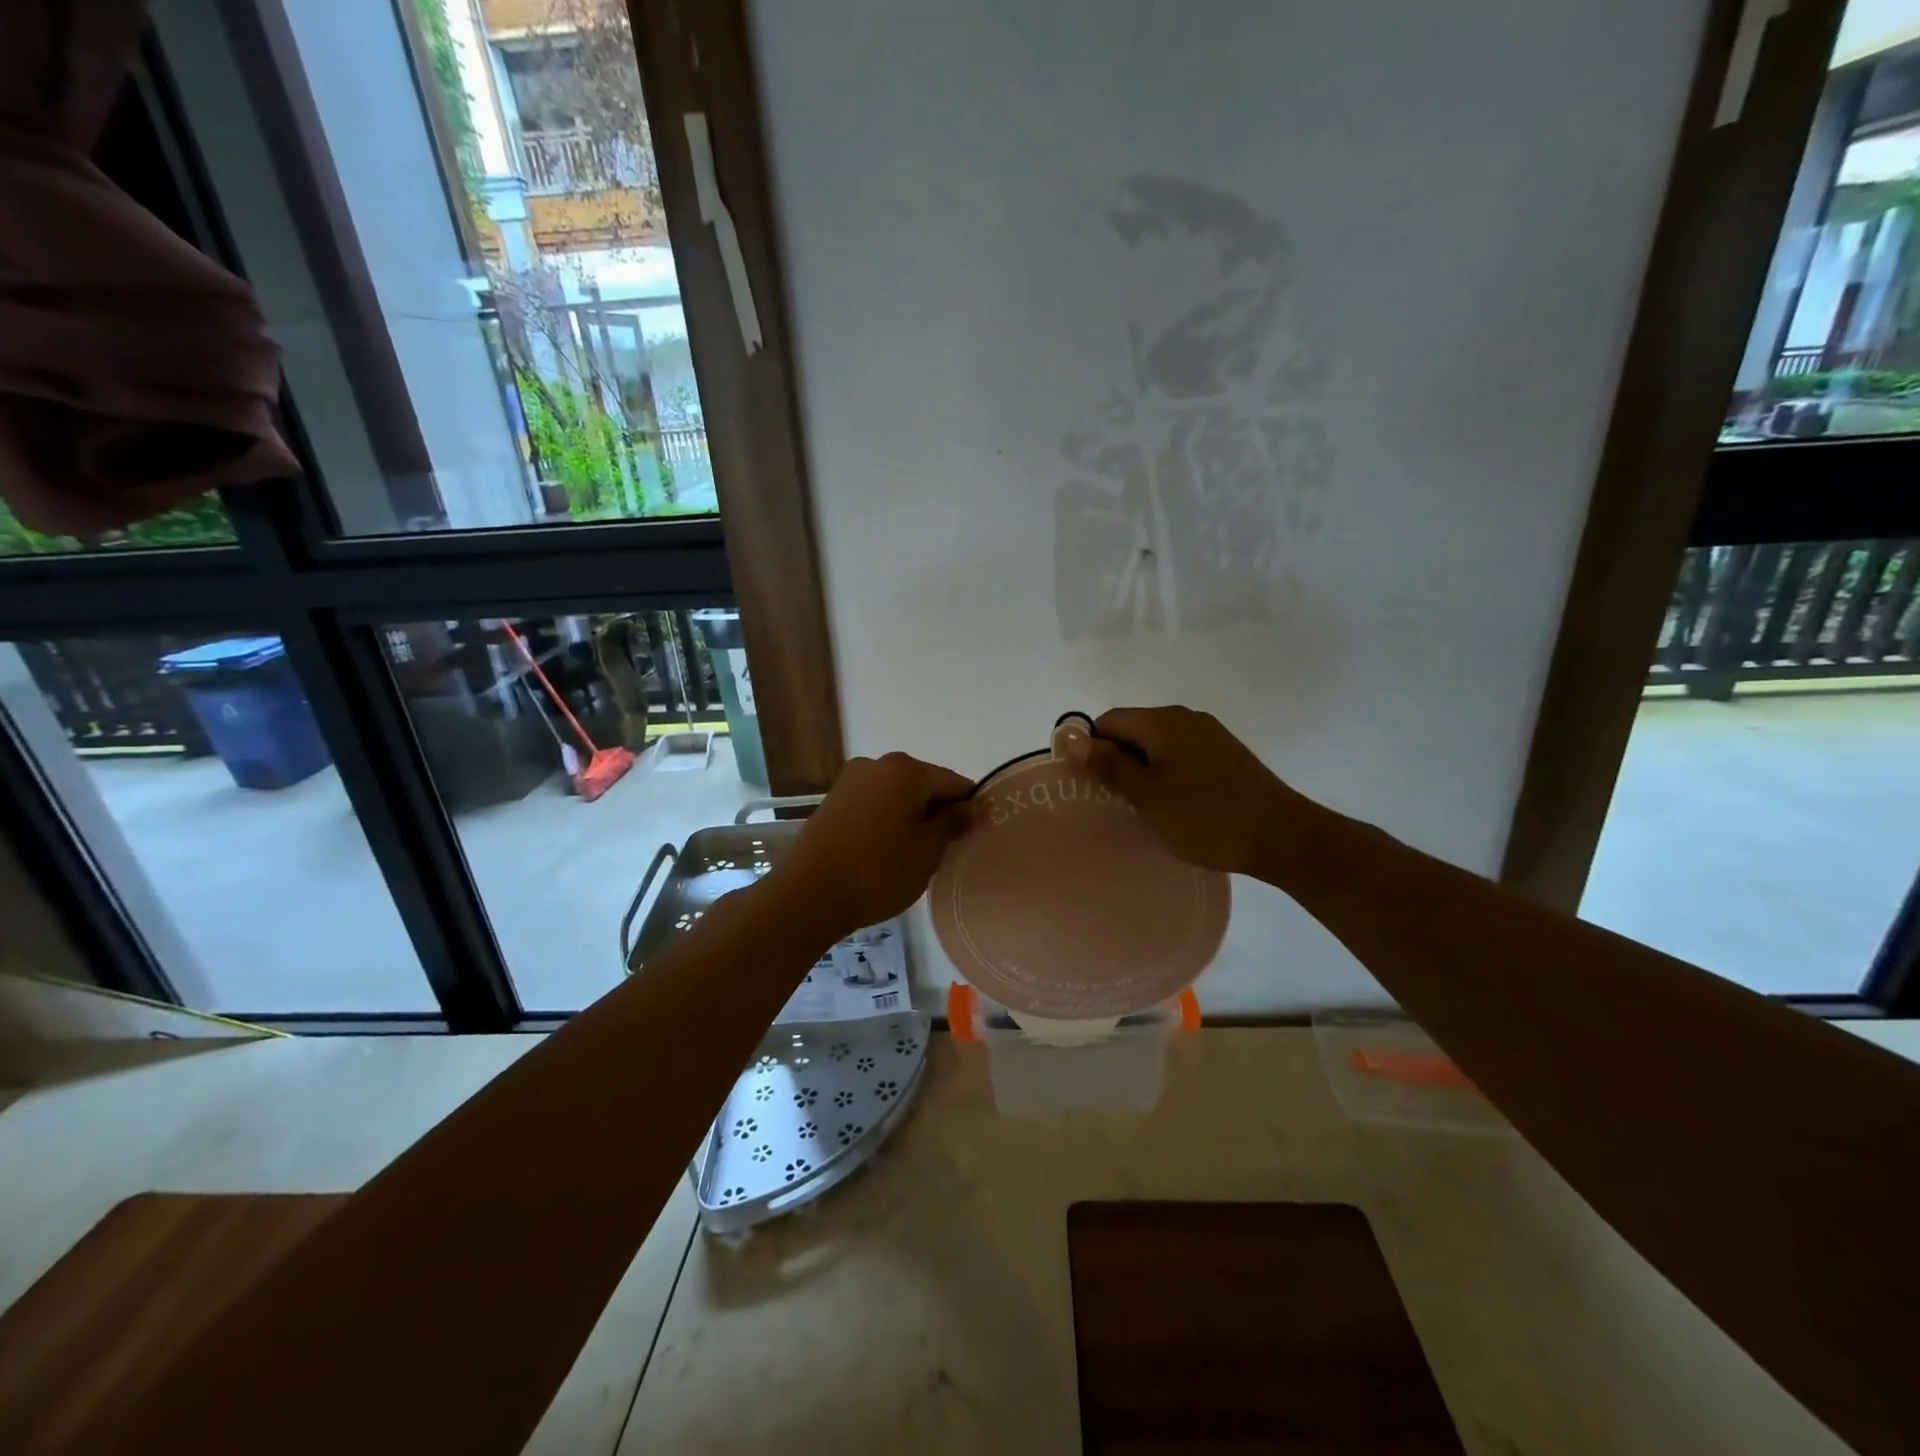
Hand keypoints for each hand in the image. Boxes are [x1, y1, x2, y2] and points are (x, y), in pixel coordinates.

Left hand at [770, 752, 971, 939]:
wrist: (808, 894)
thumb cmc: (878, 871)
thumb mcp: (927, 851)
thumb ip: (953, 824)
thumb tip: (975, 807)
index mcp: (906, 770)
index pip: (954, 783)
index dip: (969, 809)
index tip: (974, 837)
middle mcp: (877, 764)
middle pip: (924, 785)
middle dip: (937, 813)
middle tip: (944, 852)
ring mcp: (850, 781)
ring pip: (897, 795)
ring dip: (911, 818)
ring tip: (913, 856)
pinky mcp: (833, 801)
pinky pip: (874, 804)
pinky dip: (886, 821)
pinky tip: (885, 852)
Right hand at [1069, 706, 1317, 879]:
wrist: (1281, 836)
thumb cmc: (1204, 816)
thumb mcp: (1146, 795)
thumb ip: (1107, 765)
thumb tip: (1072, 737)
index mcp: (1163, 721)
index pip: (1109, 721)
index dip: (1091, 748)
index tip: (1088, 785)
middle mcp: (1186, 718)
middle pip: (1134, 730)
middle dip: (1117, 761)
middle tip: (1111, 801)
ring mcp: (1211, 735)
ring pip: (1159, 745)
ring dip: (1143, 771)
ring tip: (1140, 808)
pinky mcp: (1227, 756)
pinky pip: (1182, 756)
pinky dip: (1168, 775)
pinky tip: (1173, 805)